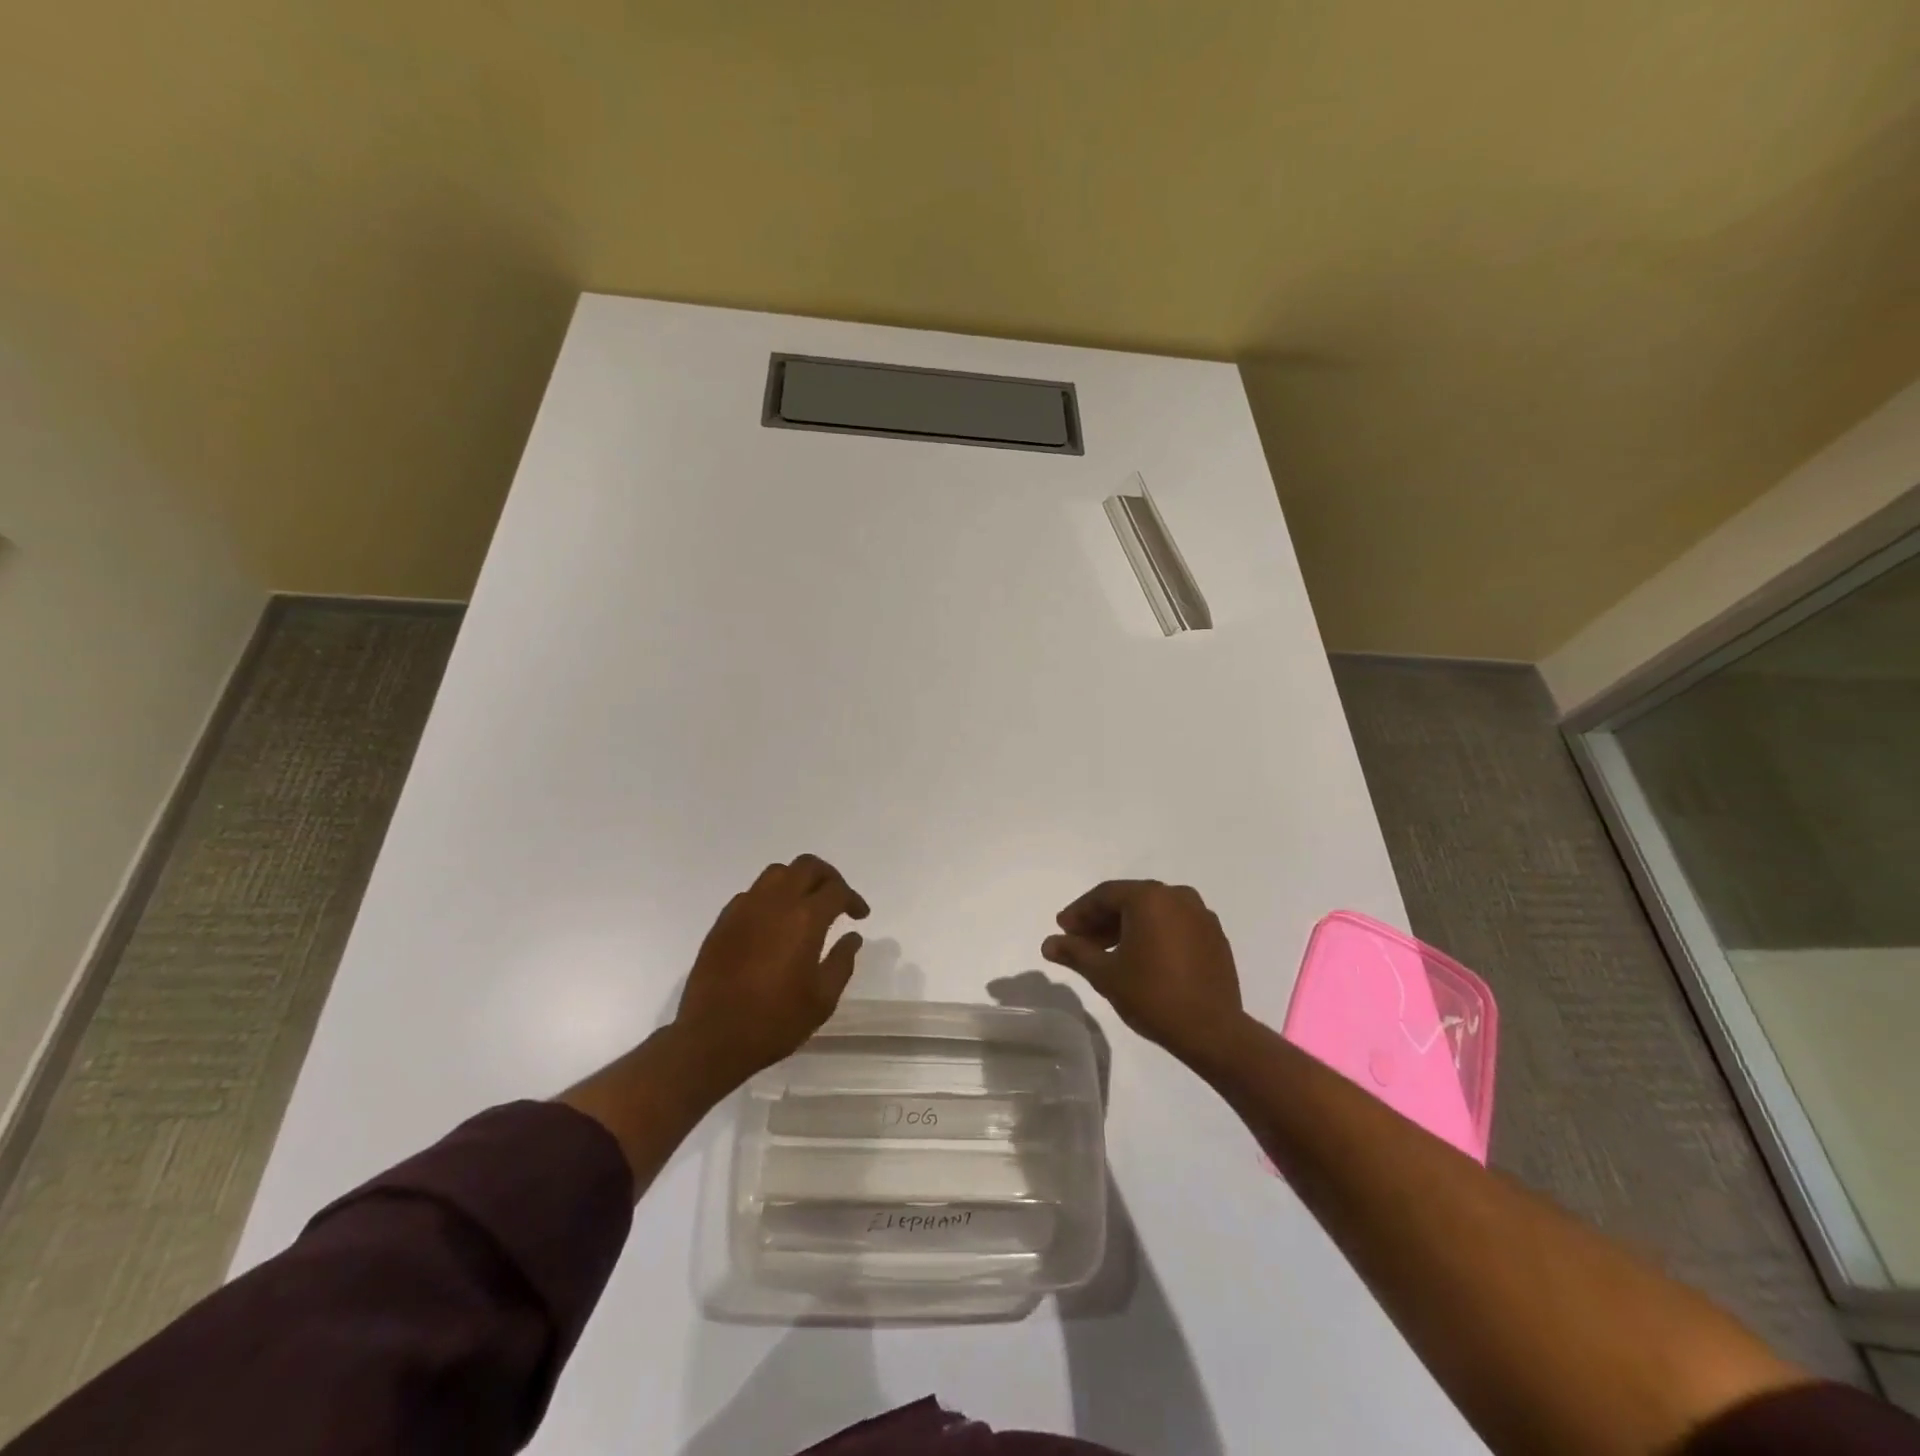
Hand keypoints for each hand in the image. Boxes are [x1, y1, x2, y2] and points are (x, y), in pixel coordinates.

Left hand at [671, 854, 870, 1081]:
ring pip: (777, 873)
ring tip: (805, 905)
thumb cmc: (775, 1021)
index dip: (853, 898)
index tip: (860, 915)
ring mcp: (745, 909)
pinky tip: (773, 922)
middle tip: (837, 898)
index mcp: (805, 919)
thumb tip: (852, 937)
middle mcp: (775, 903)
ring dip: (797, 880)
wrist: (712, 1038)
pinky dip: (770, 897)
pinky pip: (752, 893)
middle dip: (828, 877)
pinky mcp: (723, 921)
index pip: (836, 890)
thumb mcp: (822, 999)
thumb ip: (842, 962)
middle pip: (806, 866)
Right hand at [1041, 880, 1244, 1063]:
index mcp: (1150, 897)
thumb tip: (1048, 944)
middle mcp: (1178, 896)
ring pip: (1154, 912)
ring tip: (1107, 953)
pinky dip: (1153, 934)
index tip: (1062, 930)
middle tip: (1080, 941)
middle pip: (1130, 900)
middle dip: (1102, 920)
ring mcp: (1201, 915)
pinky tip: (1141, 958)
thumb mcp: (1105, 974)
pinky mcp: (1215, 937)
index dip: (1079, 912)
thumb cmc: (1152, 996)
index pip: (1105, 895)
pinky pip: (1175, 925)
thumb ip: (1075, 953)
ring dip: (1127, 927)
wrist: (1212, 1031)